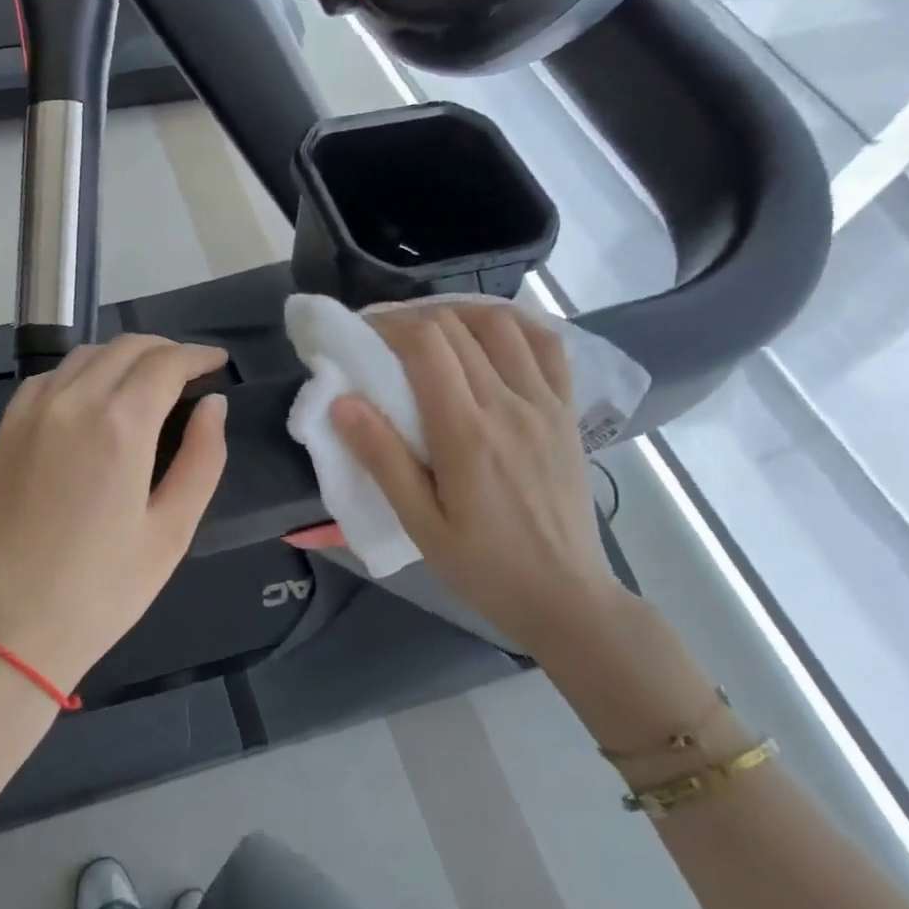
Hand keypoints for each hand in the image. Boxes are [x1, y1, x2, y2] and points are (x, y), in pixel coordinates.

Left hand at [0, 335, 229, 697]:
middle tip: (191, 373)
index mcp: (120, 424)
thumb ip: (203, 458)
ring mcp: (31, 412)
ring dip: (125, 357)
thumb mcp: (171, 531)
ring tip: (149, 382)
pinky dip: (83, 372)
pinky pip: (51, 378)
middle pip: (126, 348)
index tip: (218, 363)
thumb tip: (213, 405)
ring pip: (86, 355)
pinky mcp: (6, 430)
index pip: (166, 363)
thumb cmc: (101, 591)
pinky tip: (95, 397)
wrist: (5, 630)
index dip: (198, 356)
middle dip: (166, 351)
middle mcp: (72, 402)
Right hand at [332, 303, 620, 657]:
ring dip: (459, 313)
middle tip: (384, 335)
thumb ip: (382, 460)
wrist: (566, 596)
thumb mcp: (420, 524)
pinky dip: (514, 324)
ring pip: (502, 324)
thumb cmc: (483, 567)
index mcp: (466, 433)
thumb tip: (341, 403)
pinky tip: (489, 333)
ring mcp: (545, 404)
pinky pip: (547, 345)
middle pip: (457, 327)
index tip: (362, 332)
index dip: (389, 325)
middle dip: (413, 318)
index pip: (426, 345)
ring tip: (431, 329)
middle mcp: (509, 405)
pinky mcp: (567, 411)